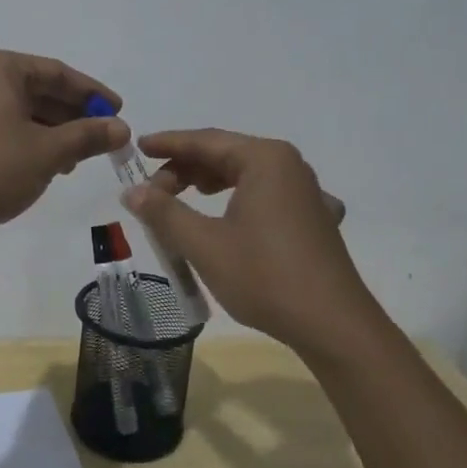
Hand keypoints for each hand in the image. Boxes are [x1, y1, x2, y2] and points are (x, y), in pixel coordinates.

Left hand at [0, 48, 129, 248]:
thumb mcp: (46, 152)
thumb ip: (86, 136)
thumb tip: (121, 128)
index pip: (58, 72)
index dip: (92, 94)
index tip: (119, 113)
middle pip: (40, 91)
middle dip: (74, 117)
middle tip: (104, 140)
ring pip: (22, 113)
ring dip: (54, 133)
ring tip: (78, 160)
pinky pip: (4, 129)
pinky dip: (29, 143)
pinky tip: (48, 167)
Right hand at [122, 129, 368, 353]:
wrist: (333, 326)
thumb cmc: (264, 277)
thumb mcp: (204, 245)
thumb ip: (164, 212)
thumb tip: (132, 191)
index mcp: (265, 159)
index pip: (205, 141)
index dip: (168, 144)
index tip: (137, 147)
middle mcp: (290, 166)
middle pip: (227, 155)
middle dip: (186, 169)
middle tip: (153, 192)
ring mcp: (308, 193)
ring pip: (248, 176)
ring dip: (210, 184)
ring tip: (182, 200)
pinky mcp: (315, 219)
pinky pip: (268, 196)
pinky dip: (240, 200)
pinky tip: (233, 218)